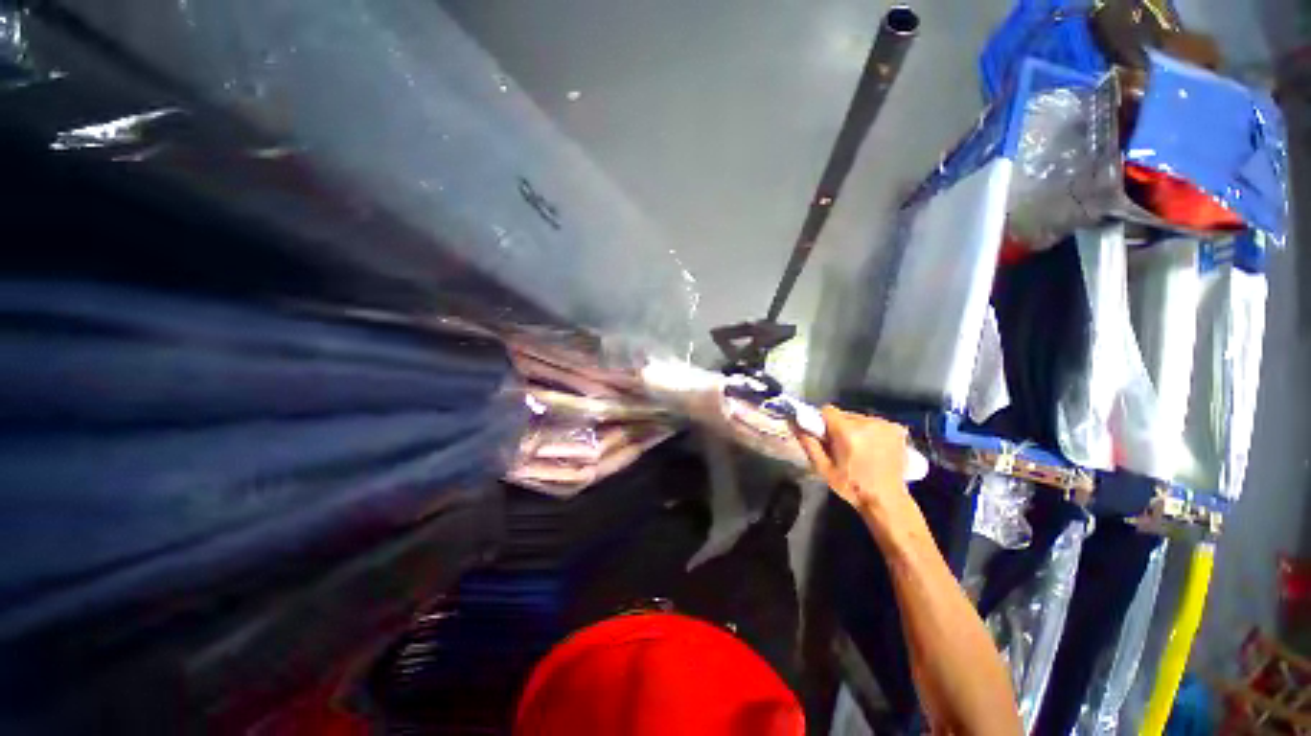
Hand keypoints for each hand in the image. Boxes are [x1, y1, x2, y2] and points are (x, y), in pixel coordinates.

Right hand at [795, 406, 916, 524]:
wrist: (887, 500)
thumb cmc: (851, 486)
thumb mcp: (823, 468)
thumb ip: (808, 443)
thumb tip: (793, 423)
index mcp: (848, 432)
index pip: (827, 410)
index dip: (822, 421)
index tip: (824, 436)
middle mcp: (867, 423)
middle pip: (843, 414)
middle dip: (839, 427)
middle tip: (840, 446)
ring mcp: (885, 425)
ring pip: (858, 418)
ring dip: (854, 429)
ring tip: (858, 449)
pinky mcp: (896, 429)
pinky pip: (873, 423)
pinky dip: (870, 432)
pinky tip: (872, 448)